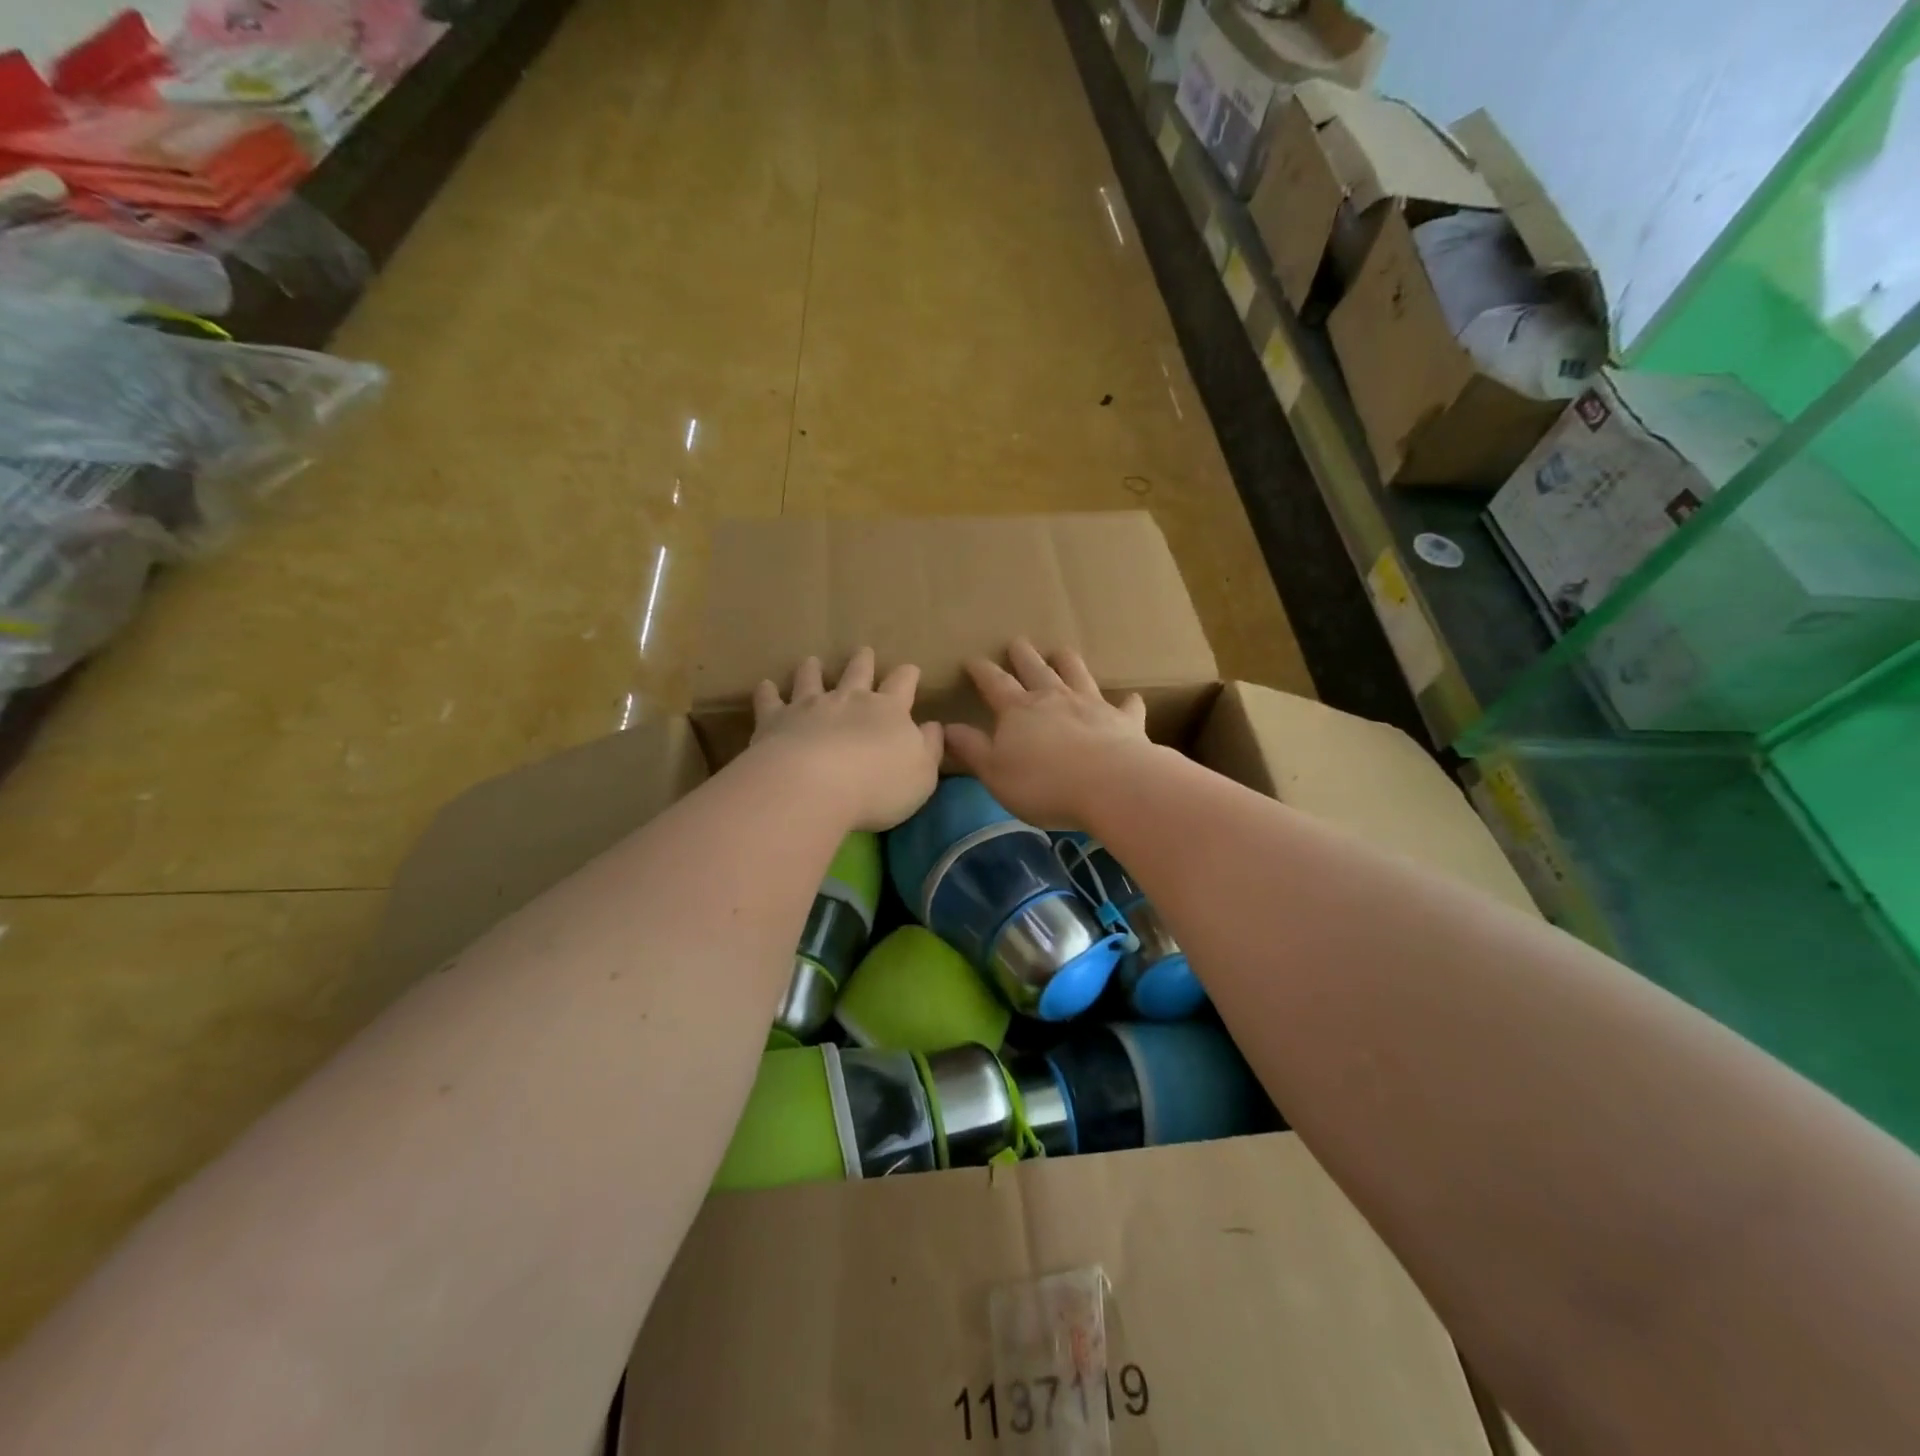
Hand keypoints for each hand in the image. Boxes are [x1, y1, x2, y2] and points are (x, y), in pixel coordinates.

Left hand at [750, 648, 944, 830]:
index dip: (908, 675)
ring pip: (811, 679)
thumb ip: (930, 748)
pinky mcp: (775, 721)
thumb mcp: (922, 774)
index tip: (910, 670)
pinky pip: (770, 701)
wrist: (814, 786)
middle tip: (863, 651)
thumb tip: (934, 727)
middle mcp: (849, 700)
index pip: (903, 684)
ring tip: (811, 661)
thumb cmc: (879, 786)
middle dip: (863, 661)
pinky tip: (765, 686)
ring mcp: (809, 707)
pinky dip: (767, 692)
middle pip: (857, 672)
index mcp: (889, 711)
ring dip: (812, 670)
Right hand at [944, 639, 1158, 829]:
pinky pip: (1126, 707)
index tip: (972, 659)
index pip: (994, 683)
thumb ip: (972, 749)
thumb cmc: (1044, 784)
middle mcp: (1054, 698)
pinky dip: (1127, 702)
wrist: (1111, 785)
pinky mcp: (1124, 721)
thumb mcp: (995, 773)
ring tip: (1061, 652)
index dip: (982, 671)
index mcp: (1019, 710)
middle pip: (1035, 669)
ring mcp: (1091, 705)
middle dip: (1023, 656)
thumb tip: (946, 728)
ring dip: (1067, 662)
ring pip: (1077, 674)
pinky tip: (1131, 699)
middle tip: (1017, 642)